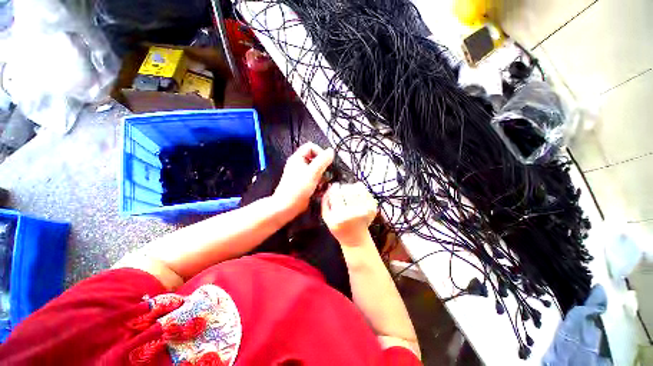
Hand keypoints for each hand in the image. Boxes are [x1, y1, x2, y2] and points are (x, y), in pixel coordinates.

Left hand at [273, 142, 333, 216]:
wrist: (288, 206)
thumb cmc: (296, 189)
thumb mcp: (312, 173)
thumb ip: (323, 161)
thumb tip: (330, 152)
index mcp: (298, 158)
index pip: (311, 147)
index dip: (320, 152)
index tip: (326, 161)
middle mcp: (299, 165)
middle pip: (316, 159)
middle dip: (323, 167)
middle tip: (325, 174)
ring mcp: (302, 174)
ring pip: (317, 170)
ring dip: (322, 177)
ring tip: (321, 184)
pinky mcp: (305, 183)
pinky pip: (316, 179)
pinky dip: (319, 183)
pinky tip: (319, 189)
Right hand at [321, 182, 377, 246]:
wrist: (355, 239)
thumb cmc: (338, 227)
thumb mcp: (326, 217)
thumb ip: (325, 201)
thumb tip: (329, 186)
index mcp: (339, 216)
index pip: (336, 194)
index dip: (335, 187)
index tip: (335, 186)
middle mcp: (352, 214)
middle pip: (348, 190)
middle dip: (344, 187)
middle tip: (343, 189)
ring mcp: (364, 212)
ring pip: (359, 190)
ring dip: (354, 187)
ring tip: (351, 191)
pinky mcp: (372, 210)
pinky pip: (368, 194)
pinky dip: (363, 191)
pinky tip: (359, 196)